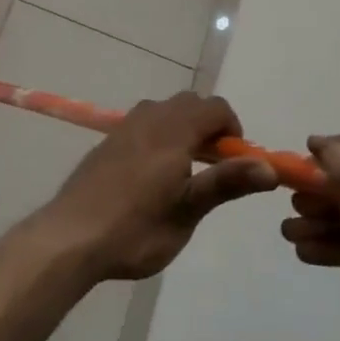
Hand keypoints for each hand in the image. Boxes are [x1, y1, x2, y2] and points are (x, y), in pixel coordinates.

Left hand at [38, 92, 277, 281]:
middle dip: (208, 126)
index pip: (215, 108)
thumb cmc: (135, 229)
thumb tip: (270, 167)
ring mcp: (125, 127)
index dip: (233, 129)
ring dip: (183, 128)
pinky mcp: (107, 141)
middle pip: (190, 103)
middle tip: (211, 167)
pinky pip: (144, 123)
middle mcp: (149, 118)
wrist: (70, 237)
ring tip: (183, 171)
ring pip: (164, 110)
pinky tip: (151, 176)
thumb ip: (226, 183)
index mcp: (173, 131)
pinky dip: (159, 135)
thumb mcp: (187, 212)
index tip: (234, 162)